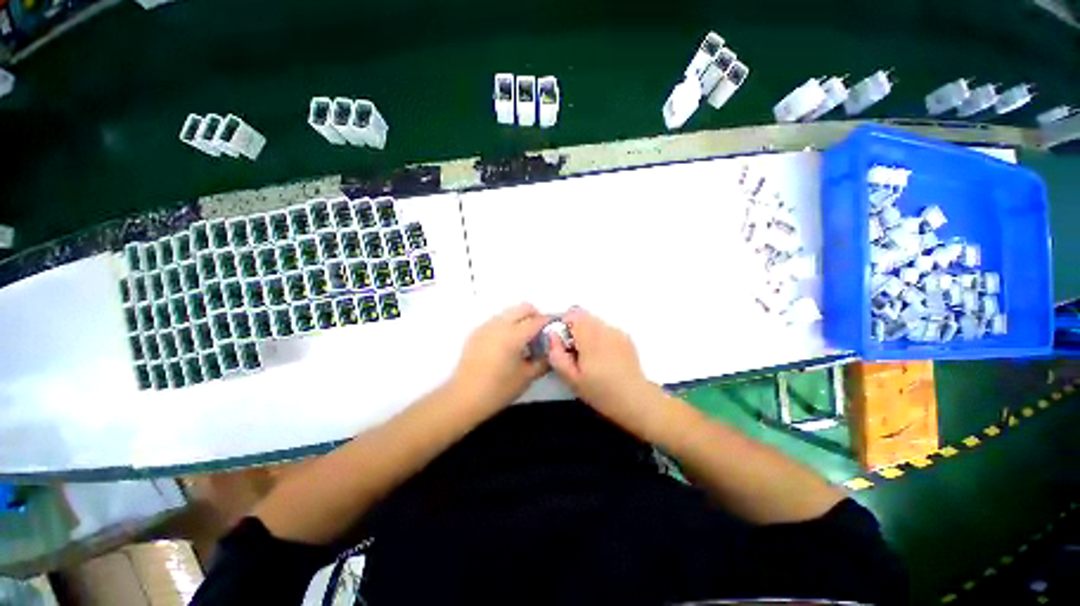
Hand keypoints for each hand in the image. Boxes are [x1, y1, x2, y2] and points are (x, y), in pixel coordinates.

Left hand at [449, 303, 549, 410]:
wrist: (464, 397)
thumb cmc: (499, 389)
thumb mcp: (527, 377)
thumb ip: (543, 361)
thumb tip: (552, 351)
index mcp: (513, 335)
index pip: (537, 320)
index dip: (549, 322)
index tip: (555, 328)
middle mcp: (499, 325)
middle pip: (523, 308)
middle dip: (535, 315)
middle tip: (539, 332)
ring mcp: (486, 326)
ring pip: (509, 312)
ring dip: (520, 319)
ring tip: (523, 339)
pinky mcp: (477, 332)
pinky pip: (497, 320)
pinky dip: (507, 325)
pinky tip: (507, 343)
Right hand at [547, 308, 665, 438]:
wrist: (636, 400)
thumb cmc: (601, 392)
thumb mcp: (572, 379)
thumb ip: (557, 355)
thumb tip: (551, 336)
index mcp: (590, 337)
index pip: (573, 315)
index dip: (564, 325)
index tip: (563, 342)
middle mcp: (605, 329)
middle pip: (584, 316)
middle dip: (575, 328)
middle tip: (574, 351)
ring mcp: (618, 332)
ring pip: (595, 322)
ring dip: (587, 332)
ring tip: (590, 356)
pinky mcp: (626, 337)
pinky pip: (606, 329)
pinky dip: (600, 336)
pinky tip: (604, 357)